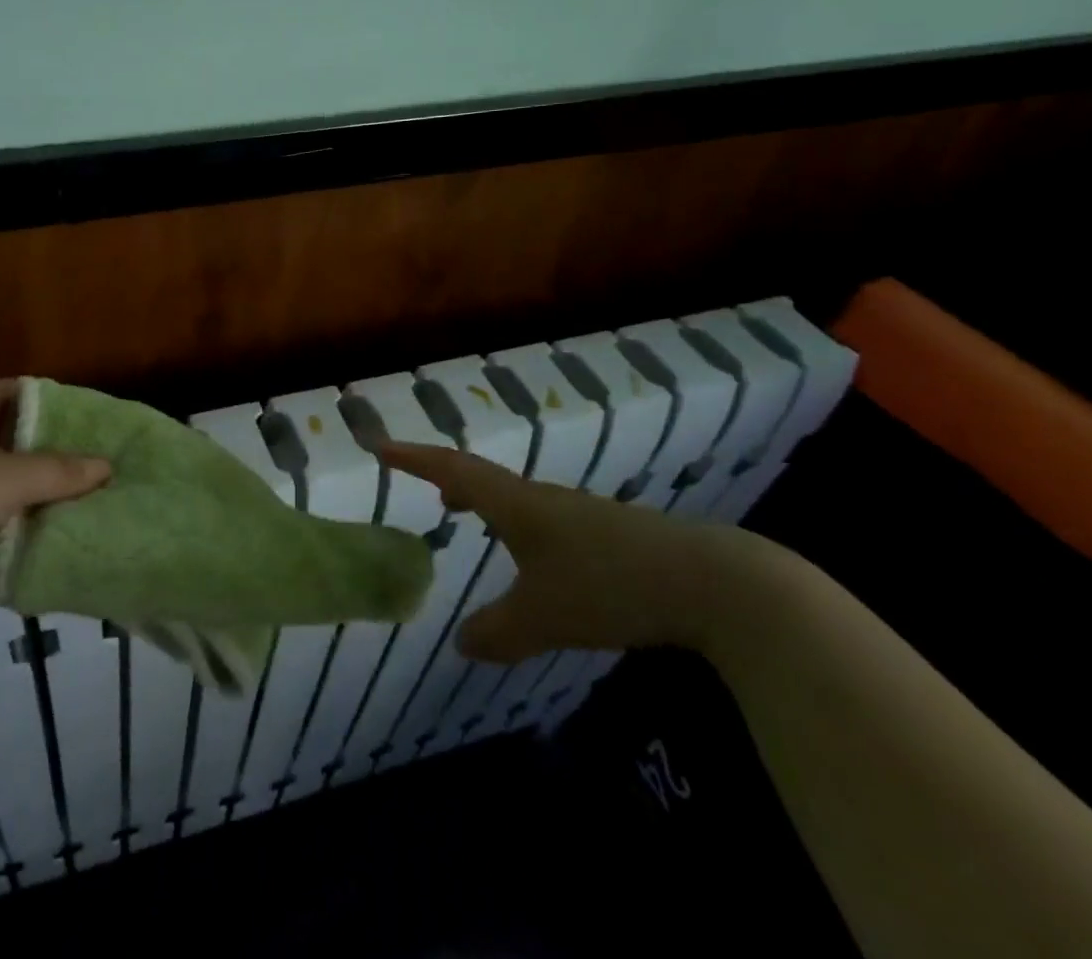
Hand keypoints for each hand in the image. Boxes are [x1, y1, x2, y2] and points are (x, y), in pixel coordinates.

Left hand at [0, 380, 110, 620]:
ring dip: (35, 498)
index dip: (45, 397)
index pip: (11, 391)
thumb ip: (59, 472)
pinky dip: (15, 532)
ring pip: (4, 487)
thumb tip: (106, 466)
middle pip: (12, 441)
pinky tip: (49, 542)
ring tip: (84, 504)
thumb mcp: (7, 480)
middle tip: (95, 464)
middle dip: (50, 454)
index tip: (85, 415)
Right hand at [379, 442, 766, 665]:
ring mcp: (581, 514)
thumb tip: (460, 643)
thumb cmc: (609, 586)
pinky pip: (546, 519)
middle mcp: (543, 499)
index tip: (379, 447)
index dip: (413, 458)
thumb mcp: (543, 617)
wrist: (713, 581)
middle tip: (430, 491)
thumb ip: (497, 632)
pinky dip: (520, 526)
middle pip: (484, 477)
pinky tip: (538, 558)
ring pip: (518, 498)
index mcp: (517, 505)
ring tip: (471, 517)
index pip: (452, 470)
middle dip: (449, 479)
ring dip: (487, 502)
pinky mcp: (612, 534)